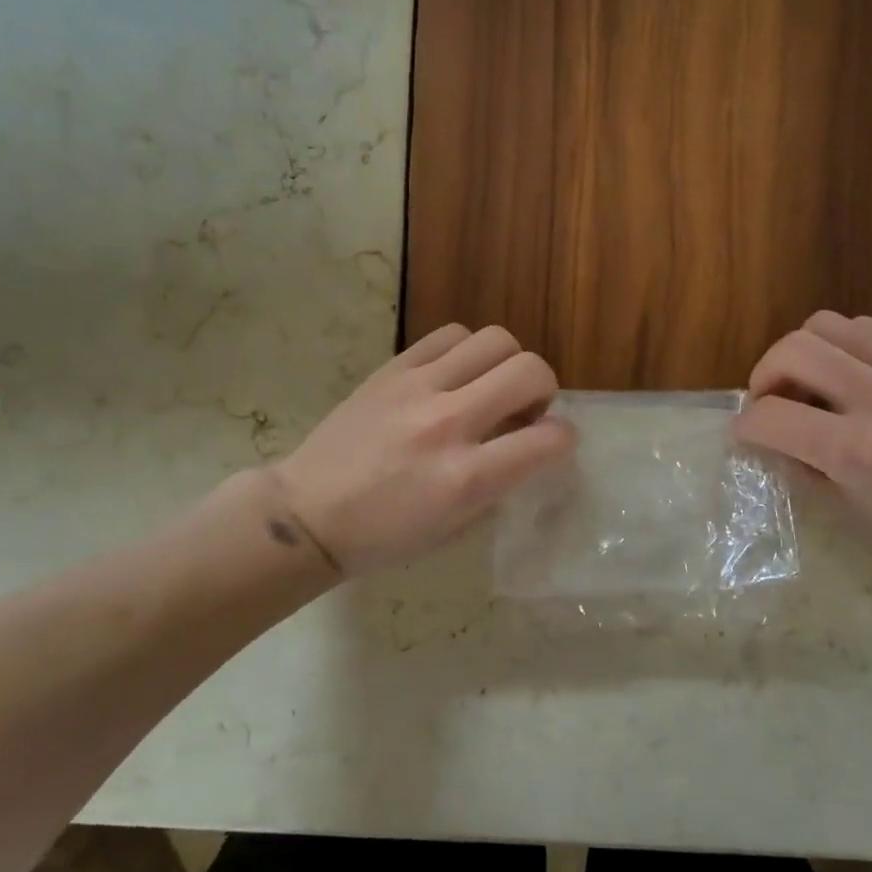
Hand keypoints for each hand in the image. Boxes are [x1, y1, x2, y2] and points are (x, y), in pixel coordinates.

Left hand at [269, 324, 574, 574]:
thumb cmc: (385, 536)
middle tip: (523, 410)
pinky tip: (455, 375)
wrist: (308, 513)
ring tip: (489, 386)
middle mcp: (448, 423)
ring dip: (507, 363)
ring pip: (495, 340)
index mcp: (466, 478)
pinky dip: (467, 351)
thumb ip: (501, 482)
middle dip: (544, 389)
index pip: (548, 439)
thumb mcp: (455, 527)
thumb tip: (529, 443)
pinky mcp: (392, 369)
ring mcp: (418, 388)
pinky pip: (450, 335)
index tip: (550, 444)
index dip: (563, 440)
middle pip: (530, 370)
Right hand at [735, 311, 871, 572]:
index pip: (772, 416)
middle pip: (793, 351)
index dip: (745, 426)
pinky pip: (866, 327)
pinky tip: (847, 373)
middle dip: (763, 375)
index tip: (745, 434)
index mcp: (857, 451)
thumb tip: (764, 439)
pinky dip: (841, 344)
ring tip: (809, 383)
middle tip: (769, 400)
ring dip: (801, 353)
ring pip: (826, 325)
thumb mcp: (850, 514)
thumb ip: (799, 469)